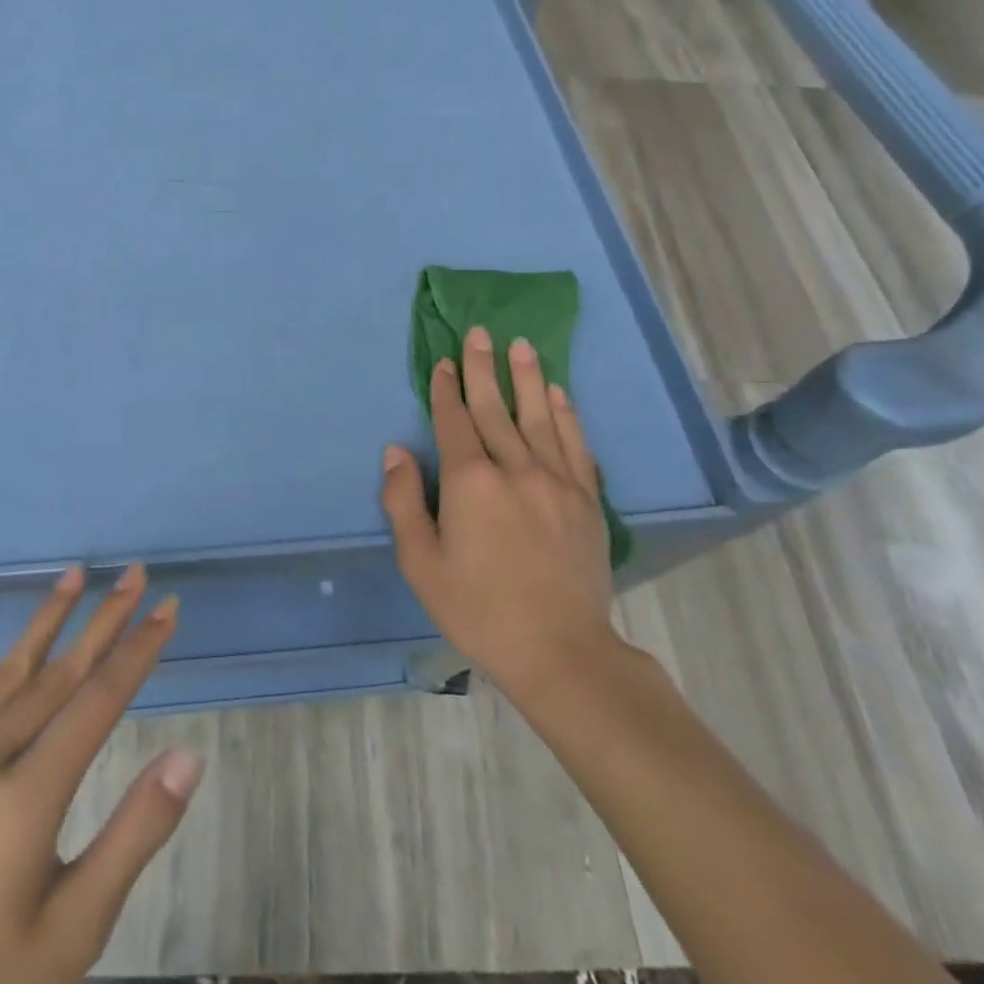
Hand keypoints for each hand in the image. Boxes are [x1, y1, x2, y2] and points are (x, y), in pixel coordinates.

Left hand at [0, 565, 202, 983]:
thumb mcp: (73, 931)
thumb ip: (132, 837)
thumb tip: (188, 757)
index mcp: (26, 798)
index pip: (98, 702)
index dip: (137, 651)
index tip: (167, 608)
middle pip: (59, 675)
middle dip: (103, 621)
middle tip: (135, 574)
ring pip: (8, 674)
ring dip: (46, 620)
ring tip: (75, 573)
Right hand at [380, 325, 619, 703]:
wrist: (561, 651)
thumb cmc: (478, 608)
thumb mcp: (421, 563)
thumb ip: (404, 502)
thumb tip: (396, 452)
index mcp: (471, 482)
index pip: (455, 422)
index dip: (446, 390)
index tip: (444, 361)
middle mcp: (515, 468)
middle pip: (495, 408)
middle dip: (482, 368)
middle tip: (479, 332)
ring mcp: (556, 481)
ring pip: (538, 416)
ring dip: (527, 378)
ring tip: (521, 345)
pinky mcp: (586, 499)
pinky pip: (574, 444)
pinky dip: (566, 415)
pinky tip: (559, 394)